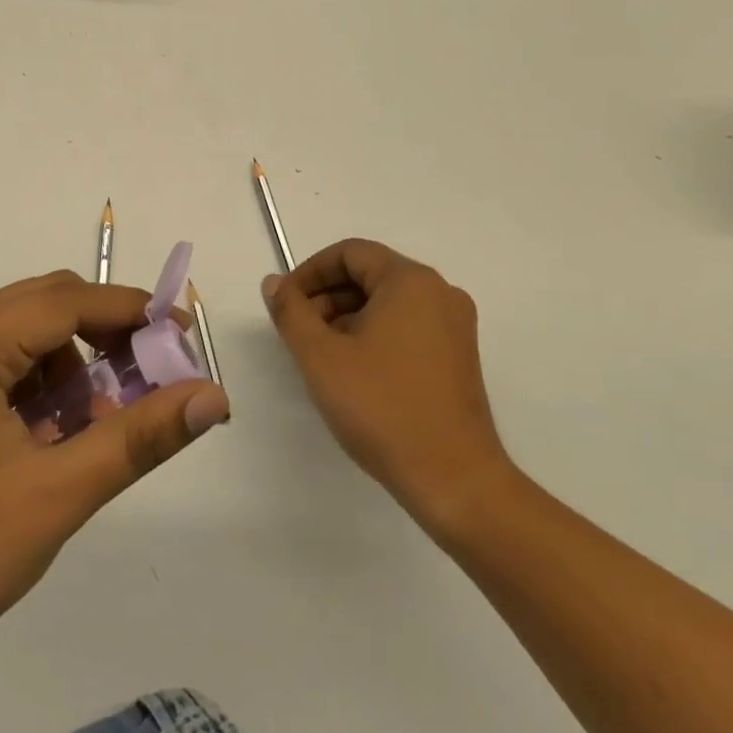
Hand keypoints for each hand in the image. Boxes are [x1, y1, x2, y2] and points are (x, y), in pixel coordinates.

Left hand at [0, 270, 230, 653]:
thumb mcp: (59, 492)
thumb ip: (139, 438)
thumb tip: (213, 397)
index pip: (68, 301)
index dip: (132, 312)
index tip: (183, 338)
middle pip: (50, 306)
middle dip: (107, 336)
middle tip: (152, 381)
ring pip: (34, 334)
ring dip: (78, 366)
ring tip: (98, 427)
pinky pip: (12, 363)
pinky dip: (48, 386)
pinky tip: (58, 438)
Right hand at [262, 239, 510, 538]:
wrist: (454, 480)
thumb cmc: (382, 408)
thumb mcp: (320, 356)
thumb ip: (291, 311)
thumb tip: (275, 283)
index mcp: (411, 281)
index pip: (350, 253)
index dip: (310, 272)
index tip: (285, 303)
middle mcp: (439, 293)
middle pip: (369, 274)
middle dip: (326, 296)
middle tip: (298, 332)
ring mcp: (454, 326)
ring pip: (386, 302)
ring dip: (346, 317)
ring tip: (321, 356)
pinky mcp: (458, 356)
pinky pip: (406, 326)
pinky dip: (373, 334)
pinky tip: (353, 371)